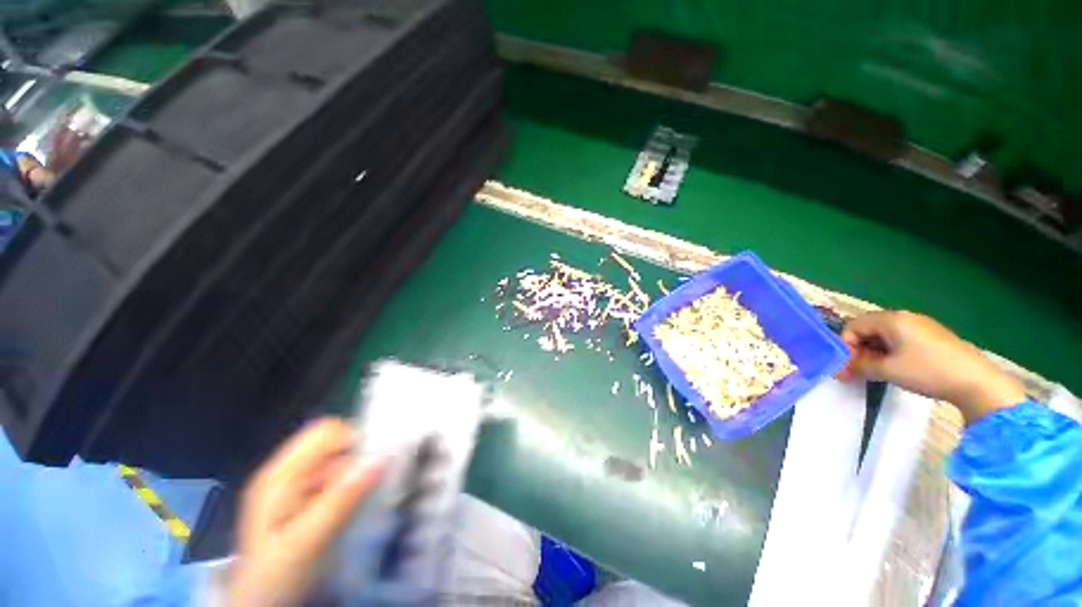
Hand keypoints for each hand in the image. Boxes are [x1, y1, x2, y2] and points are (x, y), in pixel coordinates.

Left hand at [229, 419, 381, 606]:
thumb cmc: (278, 575)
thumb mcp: (309, 540)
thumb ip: (341, 498)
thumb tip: (379, 458)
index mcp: (280, 475)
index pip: (325, 431)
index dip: (353, 439)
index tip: (374, 462)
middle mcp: (286, 473)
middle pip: (333, 445)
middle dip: (357, 458)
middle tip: (374, 483)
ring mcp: (294, 488)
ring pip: (337, 462)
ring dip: (357, 475)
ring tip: (369, 499)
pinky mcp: (303, 502)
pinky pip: (336, 480)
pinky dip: (352, 487)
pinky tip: (356, 508)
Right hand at [838, 310, 1024, 423]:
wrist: (976, 382)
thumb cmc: (927, 371)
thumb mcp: (887, 370)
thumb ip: (859, 366)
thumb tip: (839, 370)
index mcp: (891, 319)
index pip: (853, 326)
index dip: (846, 346)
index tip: (847, 366)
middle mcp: (904, 317)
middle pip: (868, 329)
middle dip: (859, 350)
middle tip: (858, 371)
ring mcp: (921, 326)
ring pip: (884, 336)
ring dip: (874, 353)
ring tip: (876, 372)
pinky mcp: (932, 337)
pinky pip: (900, 340)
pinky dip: (891, 352)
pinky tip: (897, 368)